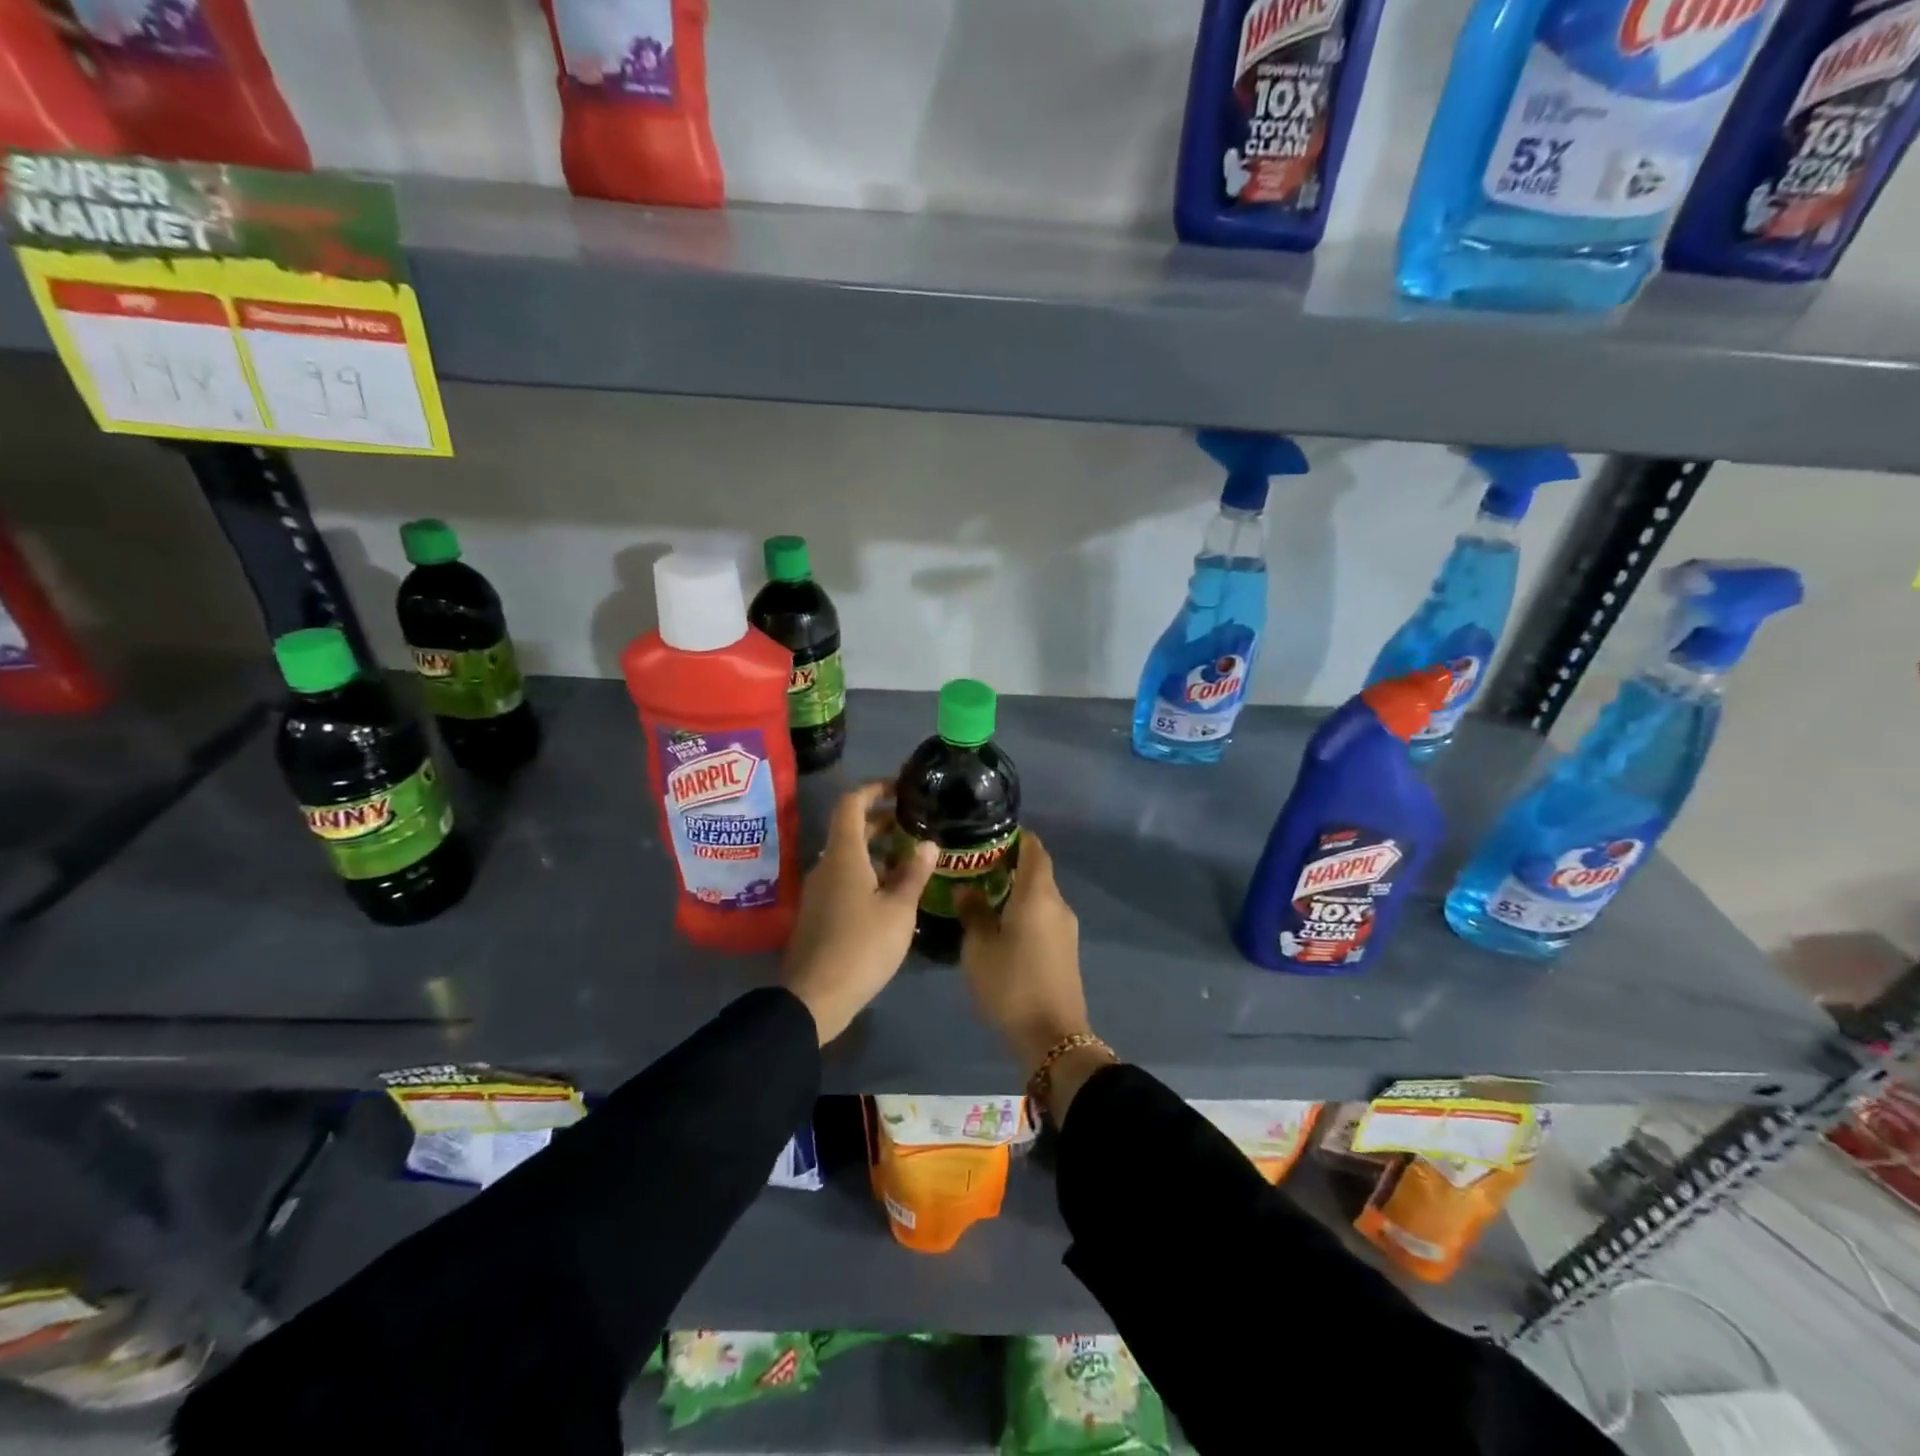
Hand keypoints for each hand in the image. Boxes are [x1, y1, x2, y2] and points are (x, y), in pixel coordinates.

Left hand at [782, 783, 936, 1044]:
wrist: (815, 997)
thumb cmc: (862, 946)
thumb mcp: (899, 910)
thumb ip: (914, 873)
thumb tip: (928, 844)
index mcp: (844, 855)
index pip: (851, 803)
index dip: (874, 789)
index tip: (899, 788)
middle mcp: (826, 865)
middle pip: (850, 829)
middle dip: (881, 821)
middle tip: (914, 823)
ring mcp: (819, 890)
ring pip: (848, 856)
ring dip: (876, 850)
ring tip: (910, 858)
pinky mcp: (818, 913)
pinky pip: (843, 878)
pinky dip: (867, 872)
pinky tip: (891, 892)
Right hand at [956, 830, 1089, 1073]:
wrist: (1052, 1037)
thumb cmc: (1011, 984)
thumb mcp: (979, 948)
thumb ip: (973, 913)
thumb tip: (967, 889)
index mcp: (1038, 895)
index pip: (1034, 849)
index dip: (1016, 837)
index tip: (989, 835)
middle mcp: (1057, 904)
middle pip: (1037, 872)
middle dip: (1010, 864)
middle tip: (975, 865)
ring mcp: (1066, 929)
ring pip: (1040, 896)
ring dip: (1016, 890)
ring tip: (982, 894)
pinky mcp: (1065, 950)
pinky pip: (1044, 917)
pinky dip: (1024, 910)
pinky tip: (1000, 923)